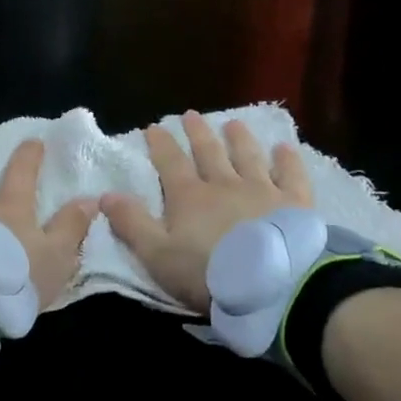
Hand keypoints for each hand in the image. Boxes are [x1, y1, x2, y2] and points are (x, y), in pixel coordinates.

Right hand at [100, 112, 312, 314]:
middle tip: (191, 115)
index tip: (153, 127)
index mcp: (189, 197)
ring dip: (239, 139)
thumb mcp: (158, 255)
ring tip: (233, 124)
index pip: (170, 162)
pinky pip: (290, 175)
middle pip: (208, 153)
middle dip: (197, 133)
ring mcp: (262, 190)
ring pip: (247, 157)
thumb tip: (105, 194)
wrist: (273, 285)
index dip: (161, 144)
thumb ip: (132, 223)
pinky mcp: (294, 203)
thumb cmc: (209, 273)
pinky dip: (287, 160)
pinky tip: (284, 148)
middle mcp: (224, 184)